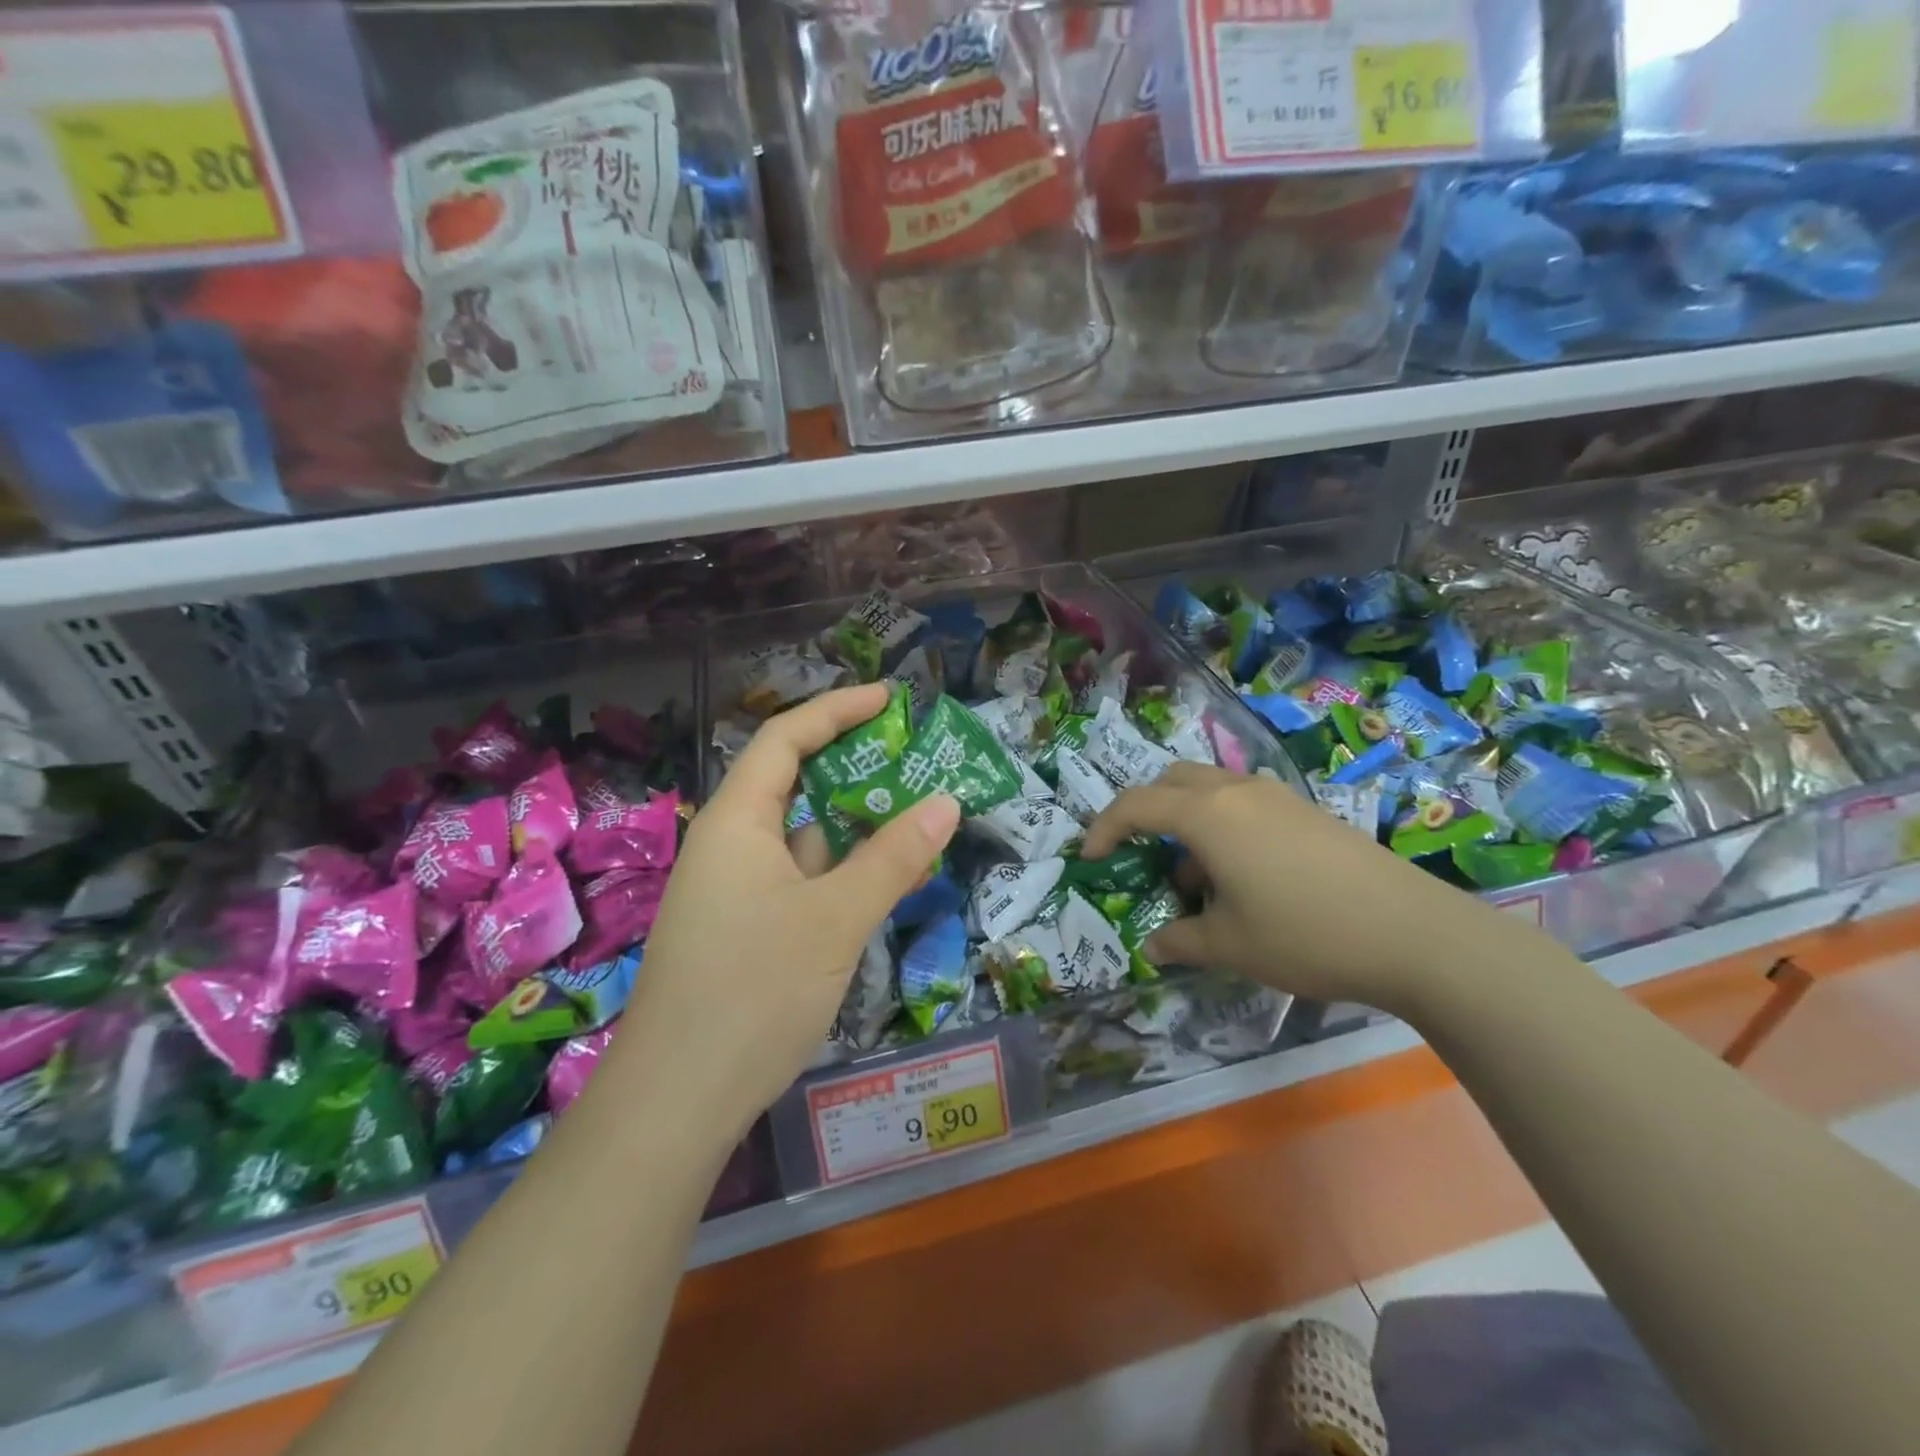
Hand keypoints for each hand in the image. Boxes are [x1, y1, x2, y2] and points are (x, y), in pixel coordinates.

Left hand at [609, 685, 960, 1144]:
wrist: (677, 1101)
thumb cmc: (754, 992)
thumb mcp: (836, 918)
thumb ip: (893, 857)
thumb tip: (947, 802)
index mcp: (737, 822)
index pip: (785, 739)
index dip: (836, 709)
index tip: (889, 699)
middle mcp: (730, 846)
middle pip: (793, 783)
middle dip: (852, 765)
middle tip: (914, 758)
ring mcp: (734, 891)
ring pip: (801, 837)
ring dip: (852, 823)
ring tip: (913, 812)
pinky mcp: (744, 930)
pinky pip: (799, 878)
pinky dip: (840, 869)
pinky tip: (880, 880)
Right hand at [1081, 763, 1548, 1017]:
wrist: (1415, 933)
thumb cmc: (1305, 935)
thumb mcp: (1230, 945)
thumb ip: (1181, 940)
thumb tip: (1153, 946)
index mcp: (1207, 814)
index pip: (1136, 805)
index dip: (1104, 828)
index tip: (1090, 858)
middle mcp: (1237, 791)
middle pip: (1171, 781)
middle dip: (1145, 812)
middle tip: (1139, 854)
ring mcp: (1277, 796)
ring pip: (1210, 790)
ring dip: (1187, 823)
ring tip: (1196, 881)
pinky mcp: (1307, 811)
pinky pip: (1244, 804)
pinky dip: (1223, 828)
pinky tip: (1243, 878)